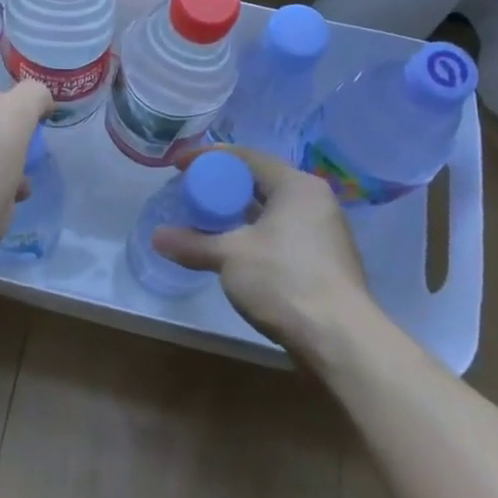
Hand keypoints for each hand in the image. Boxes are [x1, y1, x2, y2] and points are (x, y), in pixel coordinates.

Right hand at [151, 146, 372, 354]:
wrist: (340, 340)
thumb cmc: (284, 280)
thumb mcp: (230, 256)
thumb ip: (192, 243)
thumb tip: (156, 237)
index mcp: (296, 185)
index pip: (246, 157)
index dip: (208, 158)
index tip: (179, 166)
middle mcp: (314, 201)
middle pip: (259, 182)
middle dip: (222, 188)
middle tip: (190, 195)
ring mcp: (323, 232)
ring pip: (270, 211)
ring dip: (237, 215)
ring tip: (205, 223)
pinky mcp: (323, 262)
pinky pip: (281, 235)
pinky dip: (253, 236)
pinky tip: (233, 253)